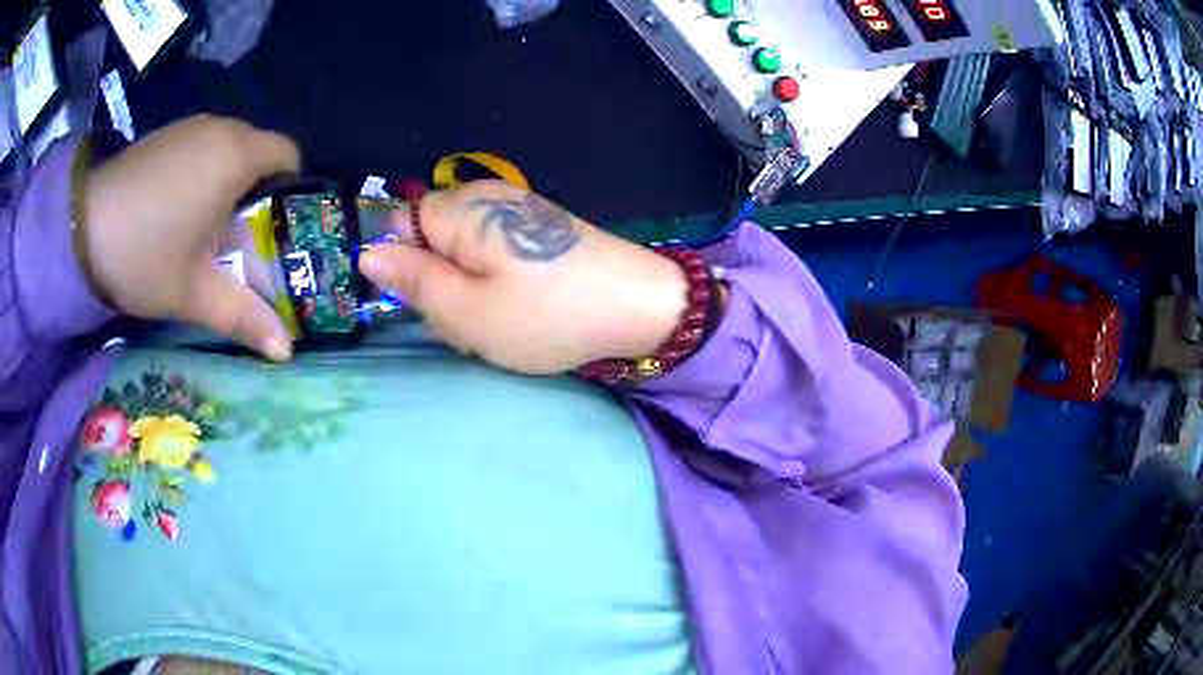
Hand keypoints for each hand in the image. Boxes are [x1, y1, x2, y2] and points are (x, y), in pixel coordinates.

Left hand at [82, 115, 300, 360]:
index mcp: (237, 156)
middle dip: (258, 193)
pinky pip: (201, 148)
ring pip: (228, 149)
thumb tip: (286, 352)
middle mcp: (221, 129)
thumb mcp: (194, 294)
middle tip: (240, 240)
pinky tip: (176, 211)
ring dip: (227, 184)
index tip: (274, 229)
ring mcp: (190, 127)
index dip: (290, 191)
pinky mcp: (166, 134)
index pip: (289, 156)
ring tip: (205, 229)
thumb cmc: (144, 256)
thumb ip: (243, 317)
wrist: (79, 229)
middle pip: (259, 153)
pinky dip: (202, 174)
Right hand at [359, 181, 688, 374]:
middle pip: (431, 241)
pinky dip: (497, 288)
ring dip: (469, 293)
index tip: (427, 304)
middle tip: (469, 322)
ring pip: (463, 256)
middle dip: (440, 285)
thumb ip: (412, 280)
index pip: (399, 226)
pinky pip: (494, 258)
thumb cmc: (547, 315)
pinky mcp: (540, 230)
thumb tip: (367, 254)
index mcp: (461, 210)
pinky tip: (522, 310)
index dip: (404, 268)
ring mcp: (517, 212)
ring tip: (501, 322)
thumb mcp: (466, 311)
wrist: (639, 308)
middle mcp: (486, 198)